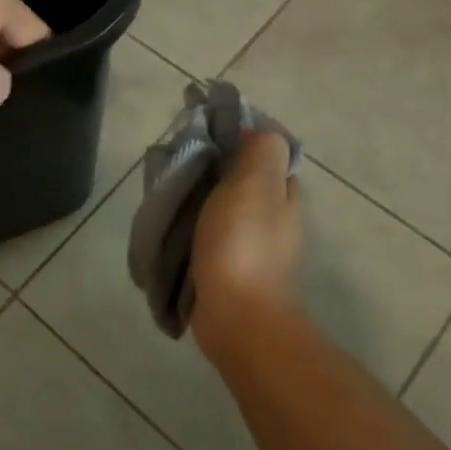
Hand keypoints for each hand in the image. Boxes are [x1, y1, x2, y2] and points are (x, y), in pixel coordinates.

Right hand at [189, 131, 301, 361]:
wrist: (237, 318)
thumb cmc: (243, 245)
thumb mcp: (255, 184)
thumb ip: (261, 151)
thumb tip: (258, 131)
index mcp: (283, 192)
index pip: (264, 151)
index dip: (237, 136)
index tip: (203, 131)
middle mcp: (273, 216)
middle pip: (241, 178)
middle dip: (212, 167)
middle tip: (178, 161)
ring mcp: (253, 245)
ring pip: (223, 205)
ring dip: (199, 197)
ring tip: (168, 190)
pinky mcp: (231, 268)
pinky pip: (210, 233)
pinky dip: (193, 225)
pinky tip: (171, 224)